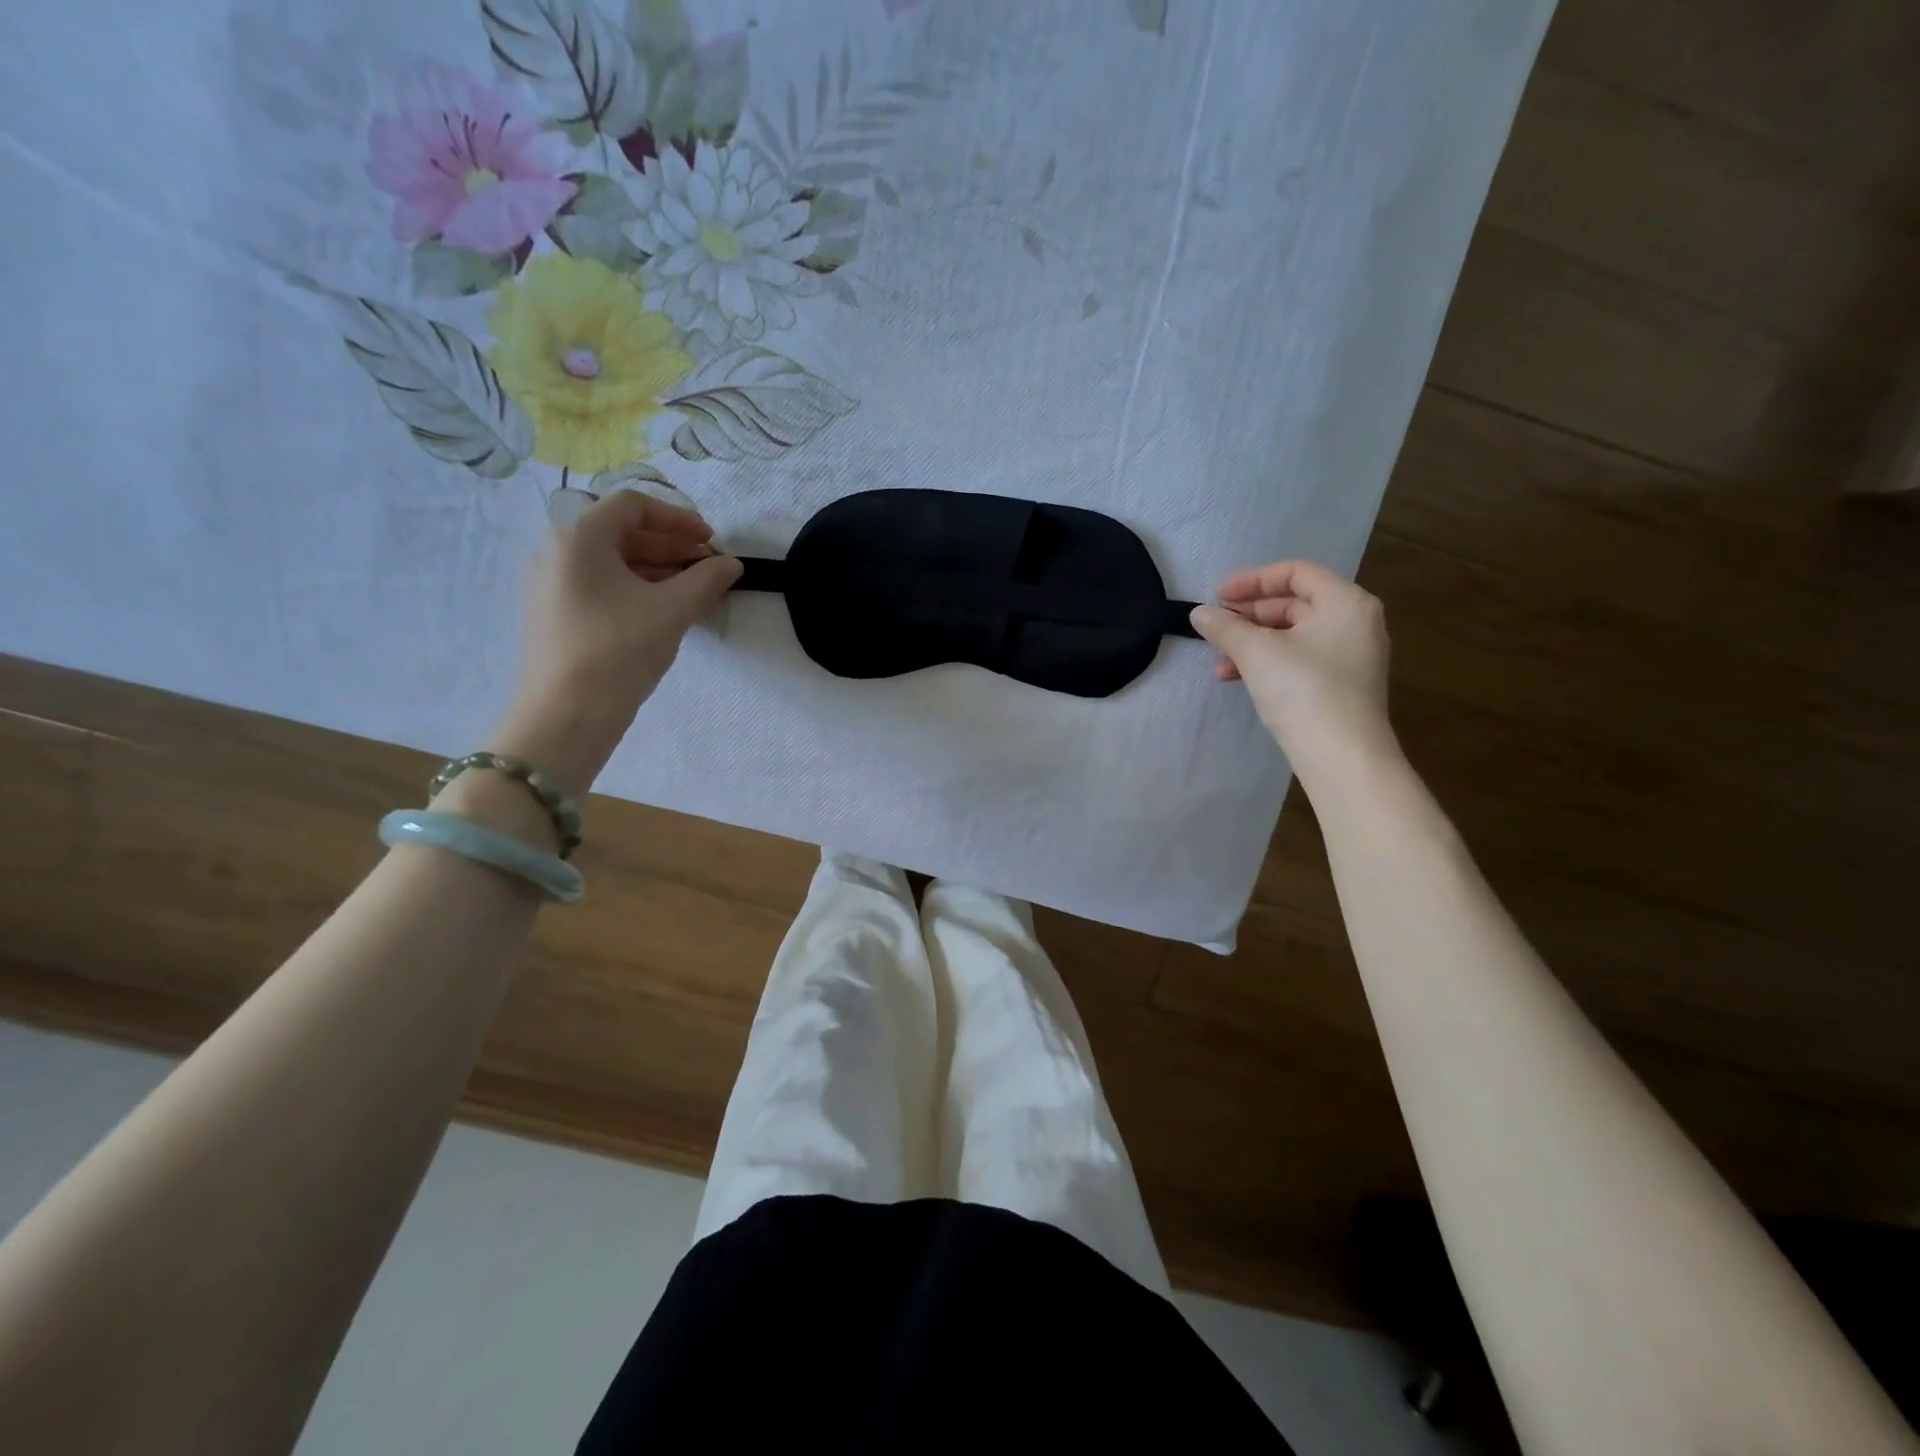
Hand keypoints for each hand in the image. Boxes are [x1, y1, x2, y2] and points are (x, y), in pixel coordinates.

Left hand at [492, 489, 741, 795]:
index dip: (679, 518)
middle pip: (621, 532)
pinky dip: (636, 588)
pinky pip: (600, 585)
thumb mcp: (672, 611)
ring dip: (657, 569)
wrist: (565, 716)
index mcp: (579, 537)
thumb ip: (706, 579)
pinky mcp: (554, 614)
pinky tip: (664, 611)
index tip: (711, 542)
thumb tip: (732, 564)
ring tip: (694, 591)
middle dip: (671, 546)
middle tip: (709, 568)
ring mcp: (551, 584)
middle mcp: (557, 551)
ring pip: (612, 561)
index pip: (634, 505)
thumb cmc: (619, 651)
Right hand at [1189, 560, 1395, 781]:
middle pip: (1294, 604)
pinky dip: (1268, 663)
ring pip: (1292, 635)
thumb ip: (1225, 627)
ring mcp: (1351, 656)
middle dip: (1248, 617)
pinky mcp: (1341, 685)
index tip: (1218, 596)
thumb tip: (1199, 613)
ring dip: (1251, 644)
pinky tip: (1237, 679)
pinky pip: (1299, 659)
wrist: (1342, 757)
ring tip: (1220, 663)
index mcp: (1346, 602)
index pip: (1295, 572)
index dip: (1252, 580)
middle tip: (1216, 628)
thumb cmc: (1304, 691)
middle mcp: (1355, 622)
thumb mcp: (1256, 652)